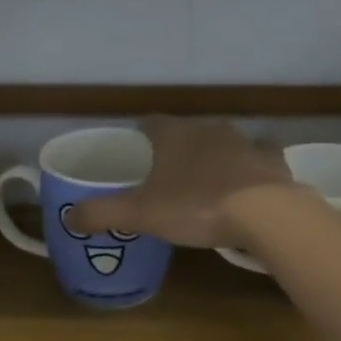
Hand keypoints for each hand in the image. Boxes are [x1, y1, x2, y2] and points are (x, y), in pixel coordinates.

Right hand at [67, 116, 294, 249]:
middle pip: (186, 133)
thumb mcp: (140, 214)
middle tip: (166, 179)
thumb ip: (102, 212)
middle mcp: (208, 129)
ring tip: (204, 185)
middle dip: (176, 150)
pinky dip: (250, 168)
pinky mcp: (272, 161)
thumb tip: (68, 216)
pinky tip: (247, 186)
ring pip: (222, 143)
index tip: (135, 157)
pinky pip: (258, 158)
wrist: (265, 214)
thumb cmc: (196, 206)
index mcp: (173, 135)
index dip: (139, 138)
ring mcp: (244, 142)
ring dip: (212, 158)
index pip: (149, 123)